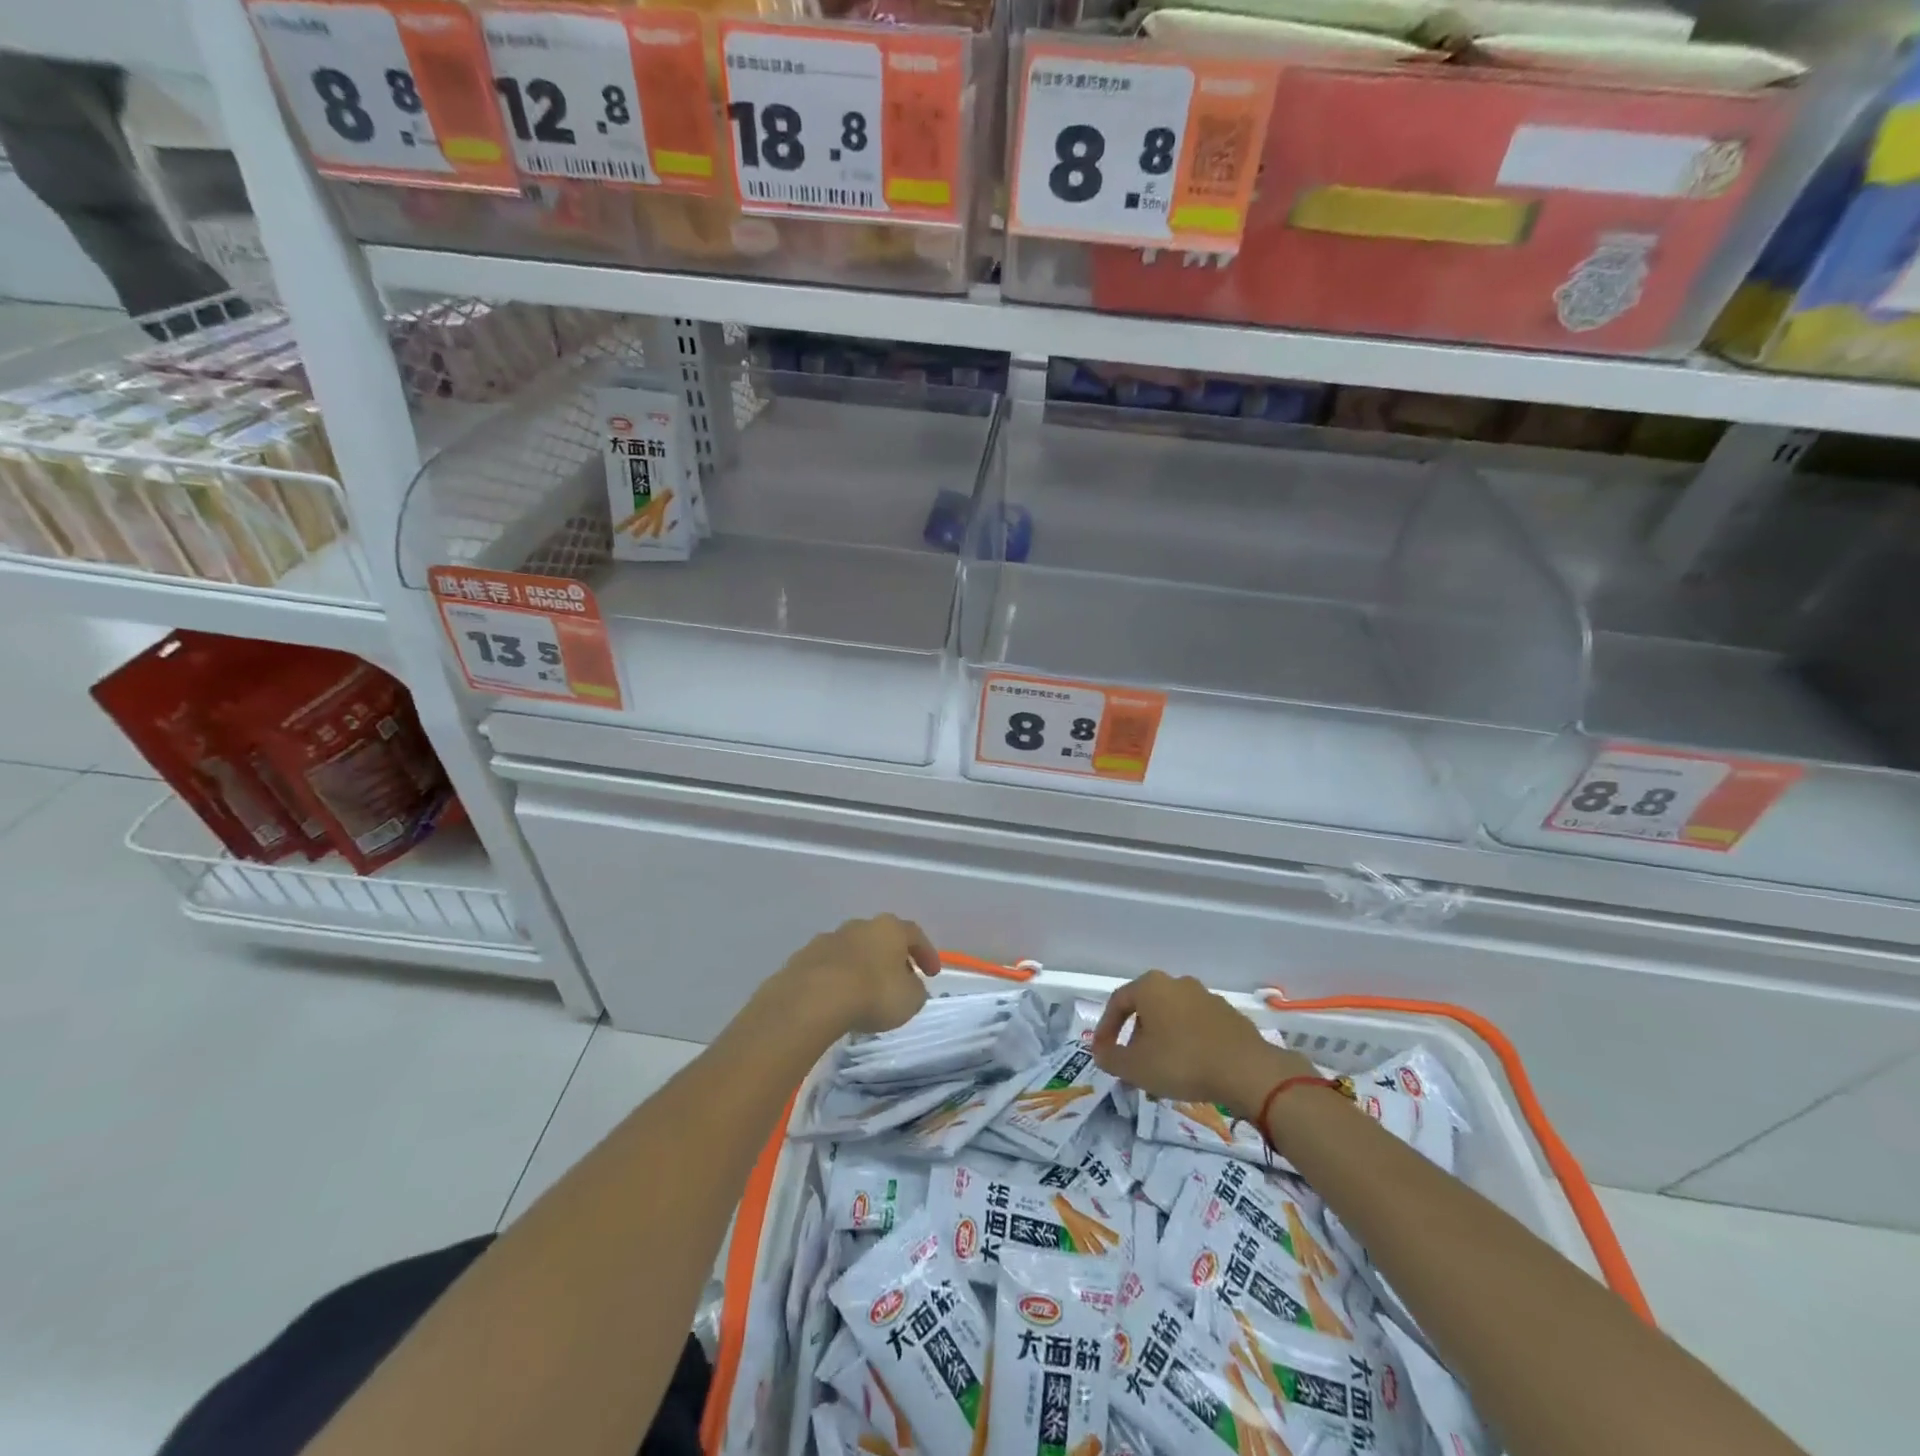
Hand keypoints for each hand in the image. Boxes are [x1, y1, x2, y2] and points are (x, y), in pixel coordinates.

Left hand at [775, 915, 937, 1036]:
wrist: (813, 999)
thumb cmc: (873, 994)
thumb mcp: (910, 1000)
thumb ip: (915, 990)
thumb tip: (911, 986)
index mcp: (889, 928)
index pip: (915, 934)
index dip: (926, 953)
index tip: (933, 974)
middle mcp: (859, 926)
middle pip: (881, 938)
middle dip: (891, 958)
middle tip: (899, 980)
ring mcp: (828, 939)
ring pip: (852, 951)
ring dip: (862, 967)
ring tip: (865, 993)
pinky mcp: (803, 958)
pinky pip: (828, 967)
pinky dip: (837, 979)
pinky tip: (838, 1000)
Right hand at [1091, 970, 1317, 1118]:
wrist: (1247, 1071)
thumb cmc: (1182, 1062)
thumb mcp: (1135, 1067)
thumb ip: (1110, 1058)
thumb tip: (1101, 1052)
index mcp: (1151, 986)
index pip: (1118, 1002)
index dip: (1106, 1028)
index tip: (1103, 1052)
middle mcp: (1177, 983)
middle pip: (1146, 1009)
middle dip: (1136, 1037)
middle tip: (1133, 1065)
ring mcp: (1206, 997)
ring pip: (1173, 1019)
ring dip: (1162, 1042)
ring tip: (1162, 1073)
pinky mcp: (1229, 1016)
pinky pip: (1197, 1028)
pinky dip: (1187, 1044)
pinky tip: (1190, 1069)